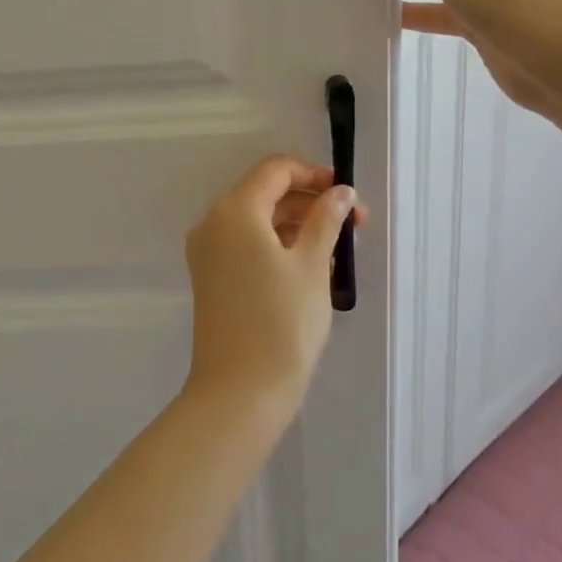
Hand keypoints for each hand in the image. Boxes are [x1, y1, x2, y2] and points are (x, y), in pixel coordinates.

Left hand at [182, 156, 365, 420]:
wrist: (240, 391)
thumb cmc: (282, 322)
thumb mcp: (312, 265)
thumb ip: (326, 220)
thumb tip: (340, 192)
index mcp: (235, 210)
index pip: (275, 170)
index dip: (313, 174)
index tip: (347, 194)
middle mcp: (213, 223)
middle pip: (265, 193)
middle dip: (310, 202)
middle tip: (354, 225)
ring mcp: (207, 252)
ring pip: (256, 221)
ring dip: (296, 225)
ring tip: (338, 250)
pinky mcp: (210, 277)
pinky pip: (246, 245)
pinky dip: (277, 245)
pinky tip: (310, 267)